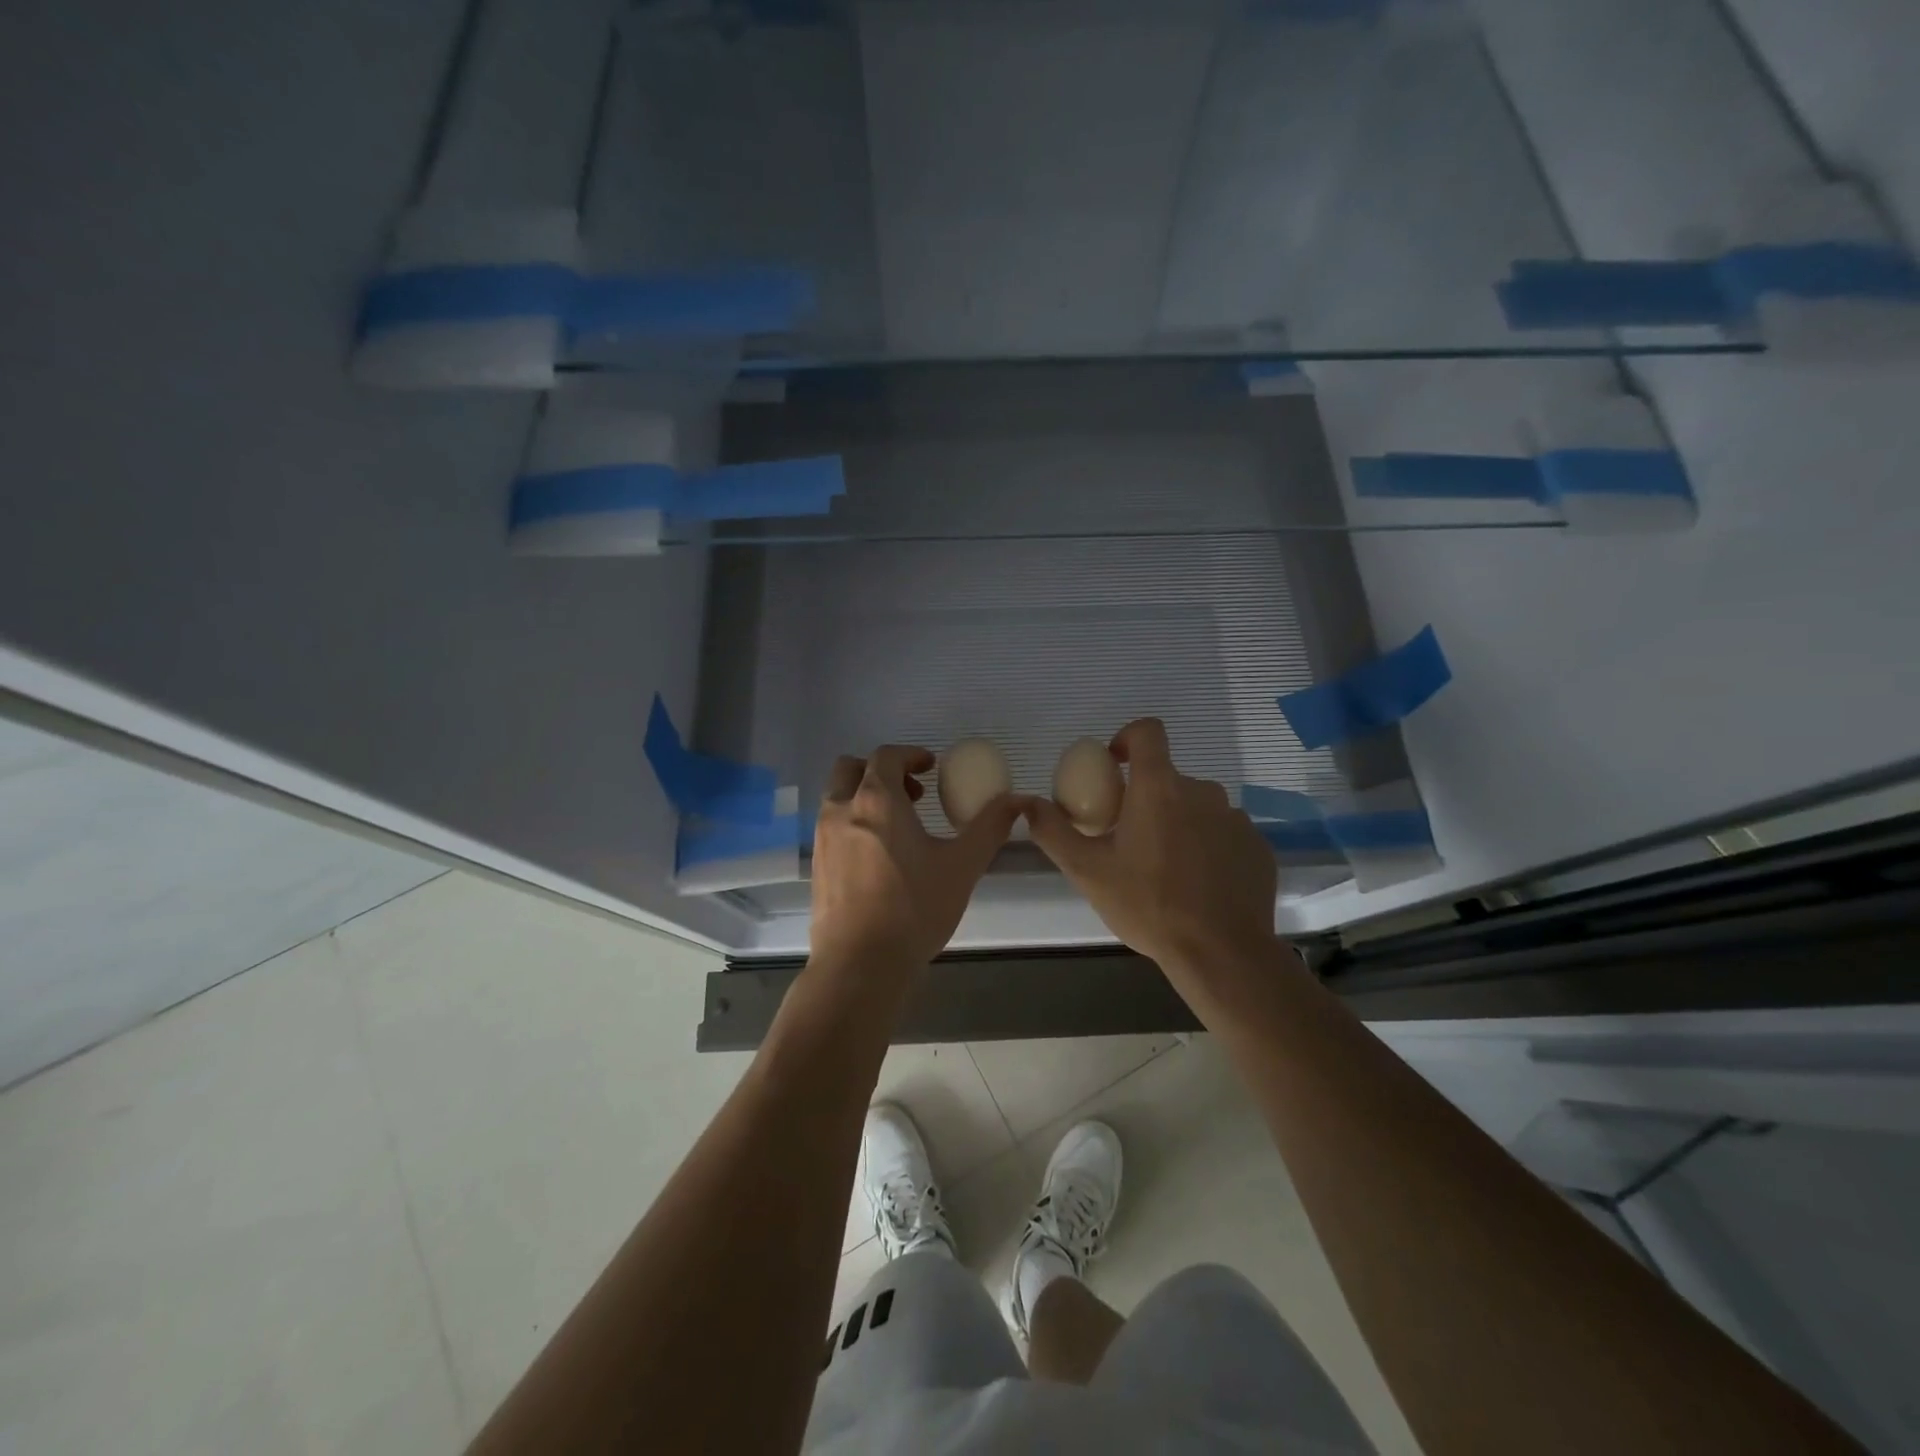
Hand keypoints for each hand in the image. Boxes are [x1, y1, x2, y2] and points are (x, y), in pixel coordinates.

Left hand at [809, 745, 1020, 974]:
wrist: (860, 964)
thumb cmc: (914, 908)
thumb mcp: (962, 866)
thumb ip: (990, 827)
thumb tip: (1017, 801)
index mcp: (876, 800)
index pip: (886, 756)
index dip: (910, 754)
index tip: (931, 767)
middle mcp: (841, 810)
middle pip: (851, 768)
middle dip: (881, 770)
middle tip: (912, 793)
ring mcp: (823, 838)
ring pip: (837, 797)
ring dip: (864, 796)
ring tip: (899, 826)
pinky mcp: (816, 866)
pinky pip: (832, 826)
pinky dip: (853, 823)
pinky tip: (879, 857)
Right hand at [1023, 719, 1279, 998]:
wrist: (1221, 952)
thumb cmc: (1148, 905)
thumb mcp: (1087, 872)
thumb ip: (1053, 831)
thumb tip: (1027, 803)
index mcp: (1159, 788)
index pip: (1148, 732)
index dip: (1127, 738)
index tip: (1113, 766)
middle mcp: (1202, 792)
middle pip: (1168, 779)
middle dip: (1147, 799)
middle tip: (1130, 840)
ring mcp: (1235, 818)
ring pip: (1197, 808)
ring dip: (1179, 824)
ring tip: (1165, 868)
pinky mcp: (1257, 846)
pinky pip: (1224, 834)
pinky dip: (1208, 847)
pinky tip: (1198, 884)